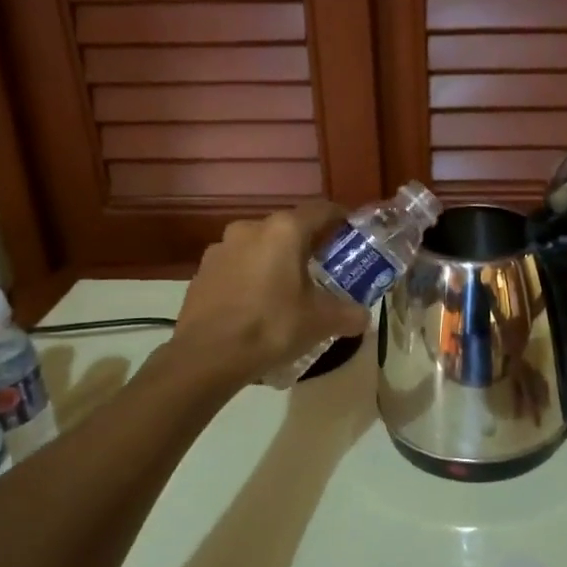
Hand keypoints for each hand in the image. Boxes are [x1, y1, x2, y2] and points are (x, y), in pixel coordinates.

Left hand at [173, 202, 368, 380]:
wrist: (207, 356)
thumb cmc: (271, 326)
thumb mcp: (320, 322)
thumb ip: (348, 314)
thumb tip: (364, 317)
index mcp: (284, 230)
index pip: (321, 210)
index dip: (340, 218)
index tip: (352, 232)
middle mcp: (250, 228)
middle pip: (288, 228)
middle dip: (306, 245)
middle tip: (323, 268)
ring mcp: (221, 248)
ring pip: (259, 247)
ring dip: (275, 261)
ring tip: (287, 289)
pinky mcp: (202, 271)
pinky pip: (236, 266)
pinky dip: (250, 277)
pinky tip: (256, 304)